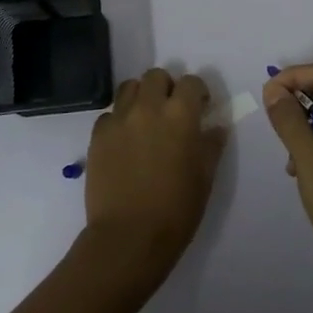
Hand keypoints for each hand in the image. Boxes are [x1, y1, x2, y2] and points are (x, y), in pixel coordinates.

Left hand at [80, 67, 226, 287]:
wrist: (129, 236)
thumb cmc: (176, 209)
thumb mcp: (205, 177)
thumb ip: (211, 145)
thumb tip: (215, 127)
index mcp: (180, 115)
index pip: (192, 82)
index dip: (198, 93)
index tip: (201, 108)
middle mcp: (148, 108)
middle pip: (156, 76)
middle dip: (167, 87)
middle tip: (171, 111)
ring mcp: (119, 119)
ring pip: (128, 87)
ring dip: (141, 97)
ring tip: (145, 120)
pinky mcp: (97, 136)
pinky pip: (109, 114)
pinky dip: (119, 119)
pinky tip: (125, 141)